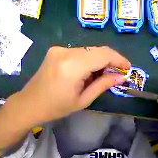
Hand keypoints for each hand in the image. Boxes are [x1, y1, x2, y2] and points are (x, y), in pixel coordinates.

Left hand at [0, 46, 129, 156]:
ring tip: (104, 77)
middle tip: (117, 74)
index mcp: (72, 66)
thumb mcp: (84, 100)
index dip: (119, 59)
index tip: (128, 67)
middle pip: (97, 50)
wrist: (30, 104)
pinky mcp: (57, 51)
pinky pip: (81, 53)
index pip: (103, 55)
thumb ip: (103, 85)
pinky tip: (90, 74)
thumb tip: (120, 77)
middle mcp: (65, 52)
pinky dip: (90, 62)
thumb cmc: (57, 107)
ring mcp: (59, 49)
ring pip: (90, 51)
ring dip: (100, 63)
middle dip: (111, 61)